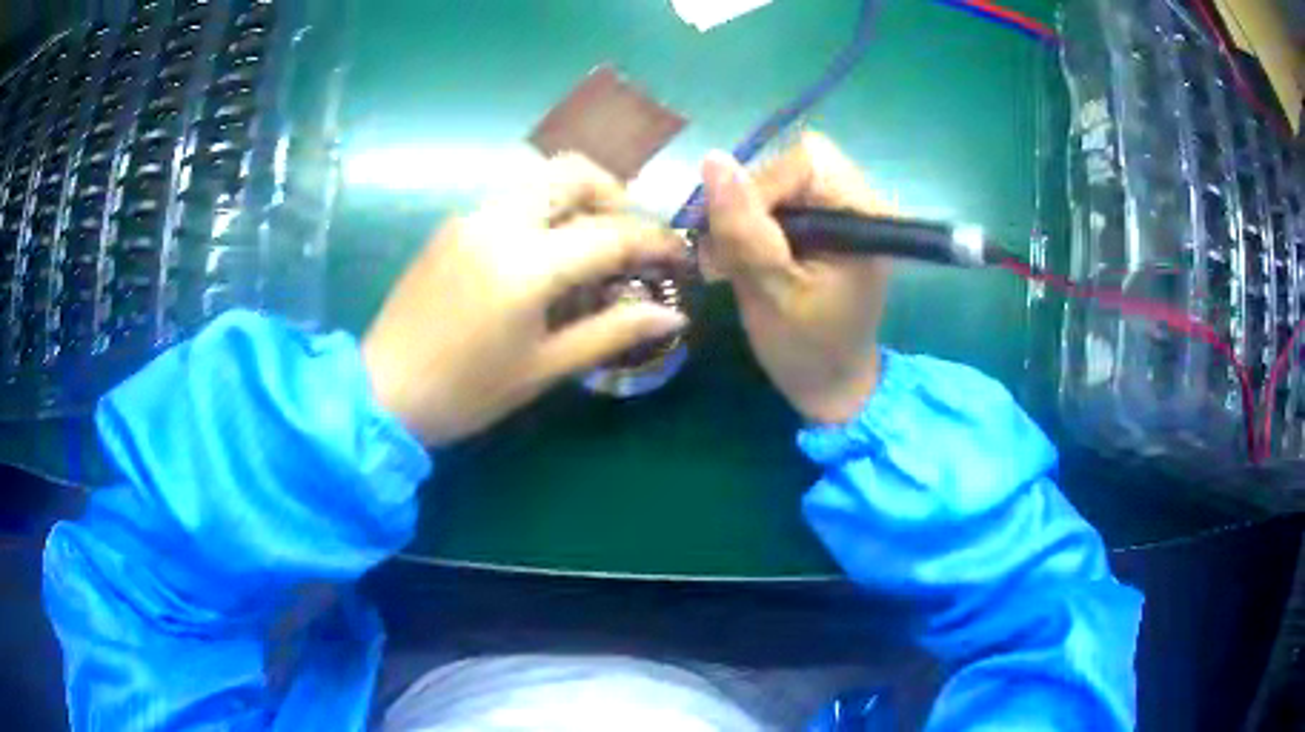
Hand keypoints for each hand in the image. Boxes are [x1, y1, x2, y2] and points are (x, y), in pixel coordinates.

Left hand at [362, 154, 688, 445]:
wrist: (383, 391)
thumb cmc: (467, 391)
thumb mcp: (545, 367)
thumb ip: (612, 332)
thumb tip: (672, 314)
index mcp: (527, 264)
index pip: (611, 233)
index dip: (655, 242)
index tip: (678, 257)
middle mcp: (500, 222)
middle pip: (572, 172)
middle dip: (614, 194)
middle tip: (628, 237)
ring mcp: (471, 218)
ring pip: (539, 180)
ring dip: (577, 199)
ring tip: (590, 245)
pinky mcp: (452, 225)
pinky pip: (510, 200)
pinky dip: (542, 212)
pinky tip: (543, 256)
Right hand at [701, 132, 892, 424]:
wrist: (832, 384)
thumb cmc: (806, 348)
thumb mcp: (770, 292)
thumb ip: (744, 229)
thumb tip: (713, 159)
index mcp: (864, 216)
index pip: (803, 161)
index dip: (758, 189)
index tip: (733, 239)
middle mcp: (862, 200)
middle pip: (793, 164)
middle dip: (752, 202)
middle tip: (730, 251)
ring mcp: (846, 209)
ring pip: (783, 179)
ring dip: (750, 214)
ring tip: (737, 259)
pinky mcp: (829, 221)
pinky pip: (784, 198)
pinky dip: (758, 222)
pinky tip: (751, 256)